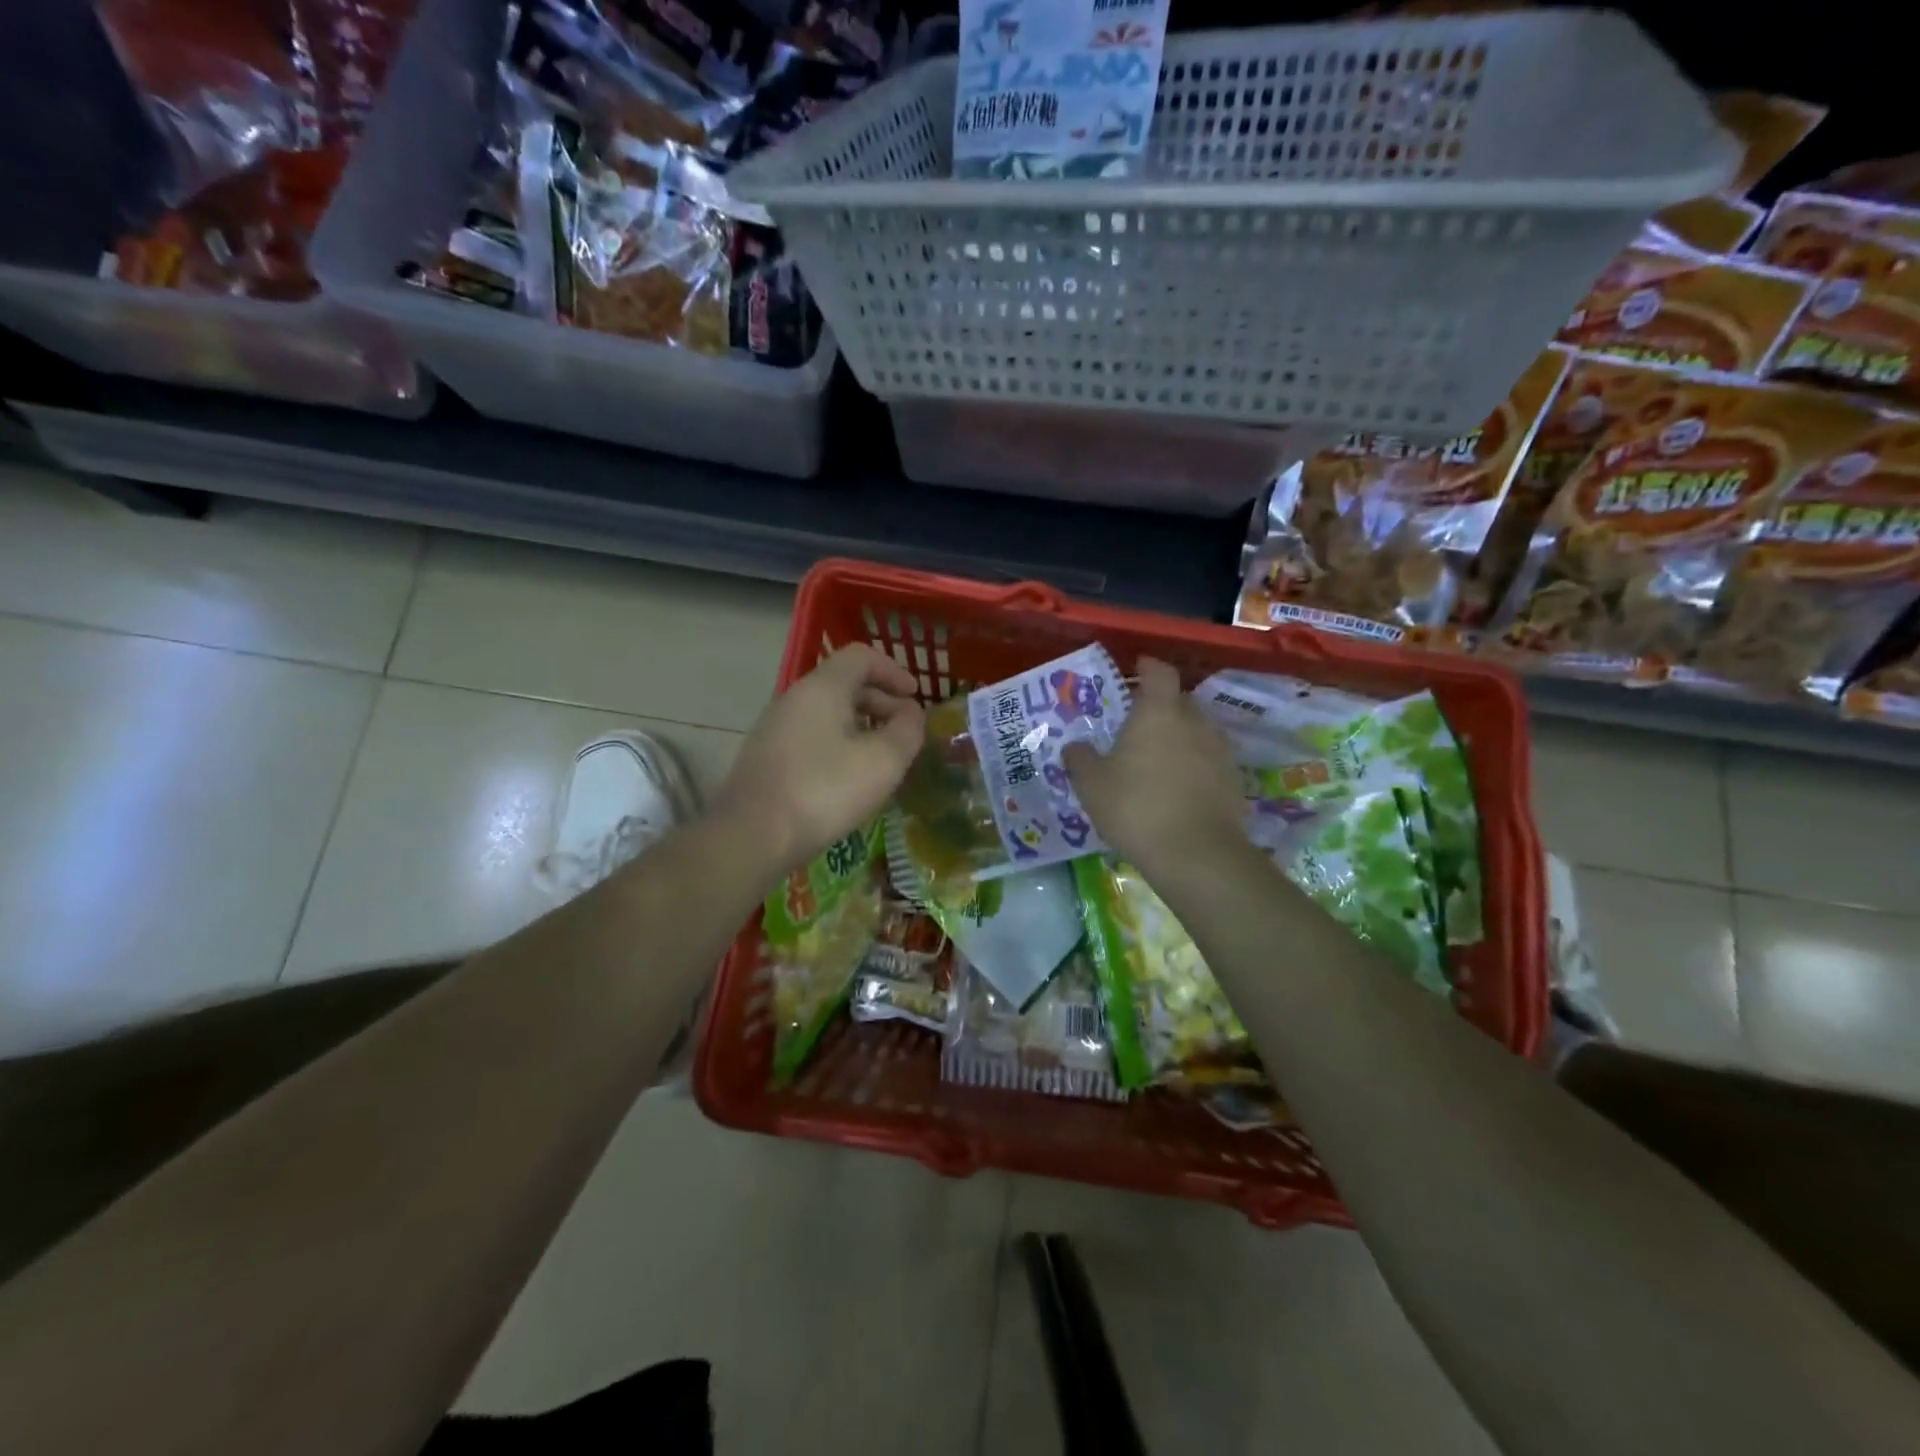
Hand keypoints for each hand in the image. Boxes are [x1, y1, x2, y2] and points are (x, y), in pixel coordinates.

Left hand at [713, 644, 925, 874]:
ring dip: (861, 726)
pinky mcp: (767, 757)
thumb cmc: (824, 791)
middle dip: (882, 702)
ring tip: (882, 758)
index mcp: (822, 688)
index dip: (893, 671)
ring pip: (827, 712)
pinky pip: (811, 736)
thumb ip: (907, 731)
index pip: (861, 656)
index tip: (915, 698)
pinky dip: (839, 744)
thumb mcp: (883, 761)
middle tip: (905, 732)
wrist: (751, 836)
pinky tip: (849, 778)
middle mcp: (794, 698)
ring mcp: (775, 728)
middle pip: (844, 683)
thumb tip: (911, 714)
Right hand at [1064, 656, 1244, 874]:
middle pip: (1181, 700)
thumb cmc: (1135, 807)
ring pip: (1198, 730)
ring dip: (1181, 736)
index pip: (1159, 672)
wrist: (1196, 853)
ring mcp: (1219, 750)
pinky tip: (1180, 787)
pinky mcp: (1234, 780)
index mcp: (1158, 712)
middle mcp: (1194, 721)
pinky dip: (1196, 765)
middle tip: (1140, 723)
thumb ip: (1080, 759)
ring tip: (1160, 757)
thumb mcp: (1092, 785)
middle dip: (1163, 705)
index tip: (1138, 668)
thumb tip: (1074, 746)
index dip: (1148, 666)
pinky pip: (1211, 760)